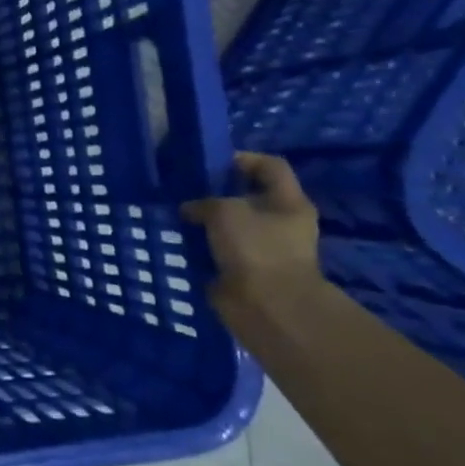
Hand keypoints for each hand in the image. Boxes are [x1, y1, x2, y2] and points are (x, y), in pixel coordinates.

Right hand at [179, 152, 324, 313]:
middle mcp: (280, 222)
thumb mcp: (224, 211)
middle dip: (216, 193)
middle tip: (185, 190)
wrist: (266, 306)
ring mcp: (264, 248)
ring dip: (204, 221)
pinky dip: (201, 245)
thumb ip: (204, 202)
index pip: (270, 166)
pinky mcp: (245, 269)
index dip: (242, 159)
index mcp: (289, 202)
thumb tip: (189, 209)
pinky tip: (179, 240)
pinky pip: (219, 249)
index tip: (209, 164)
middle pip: (247, 196)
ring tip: (175, 216)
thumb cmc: (255, 249)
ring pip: (230, 224)